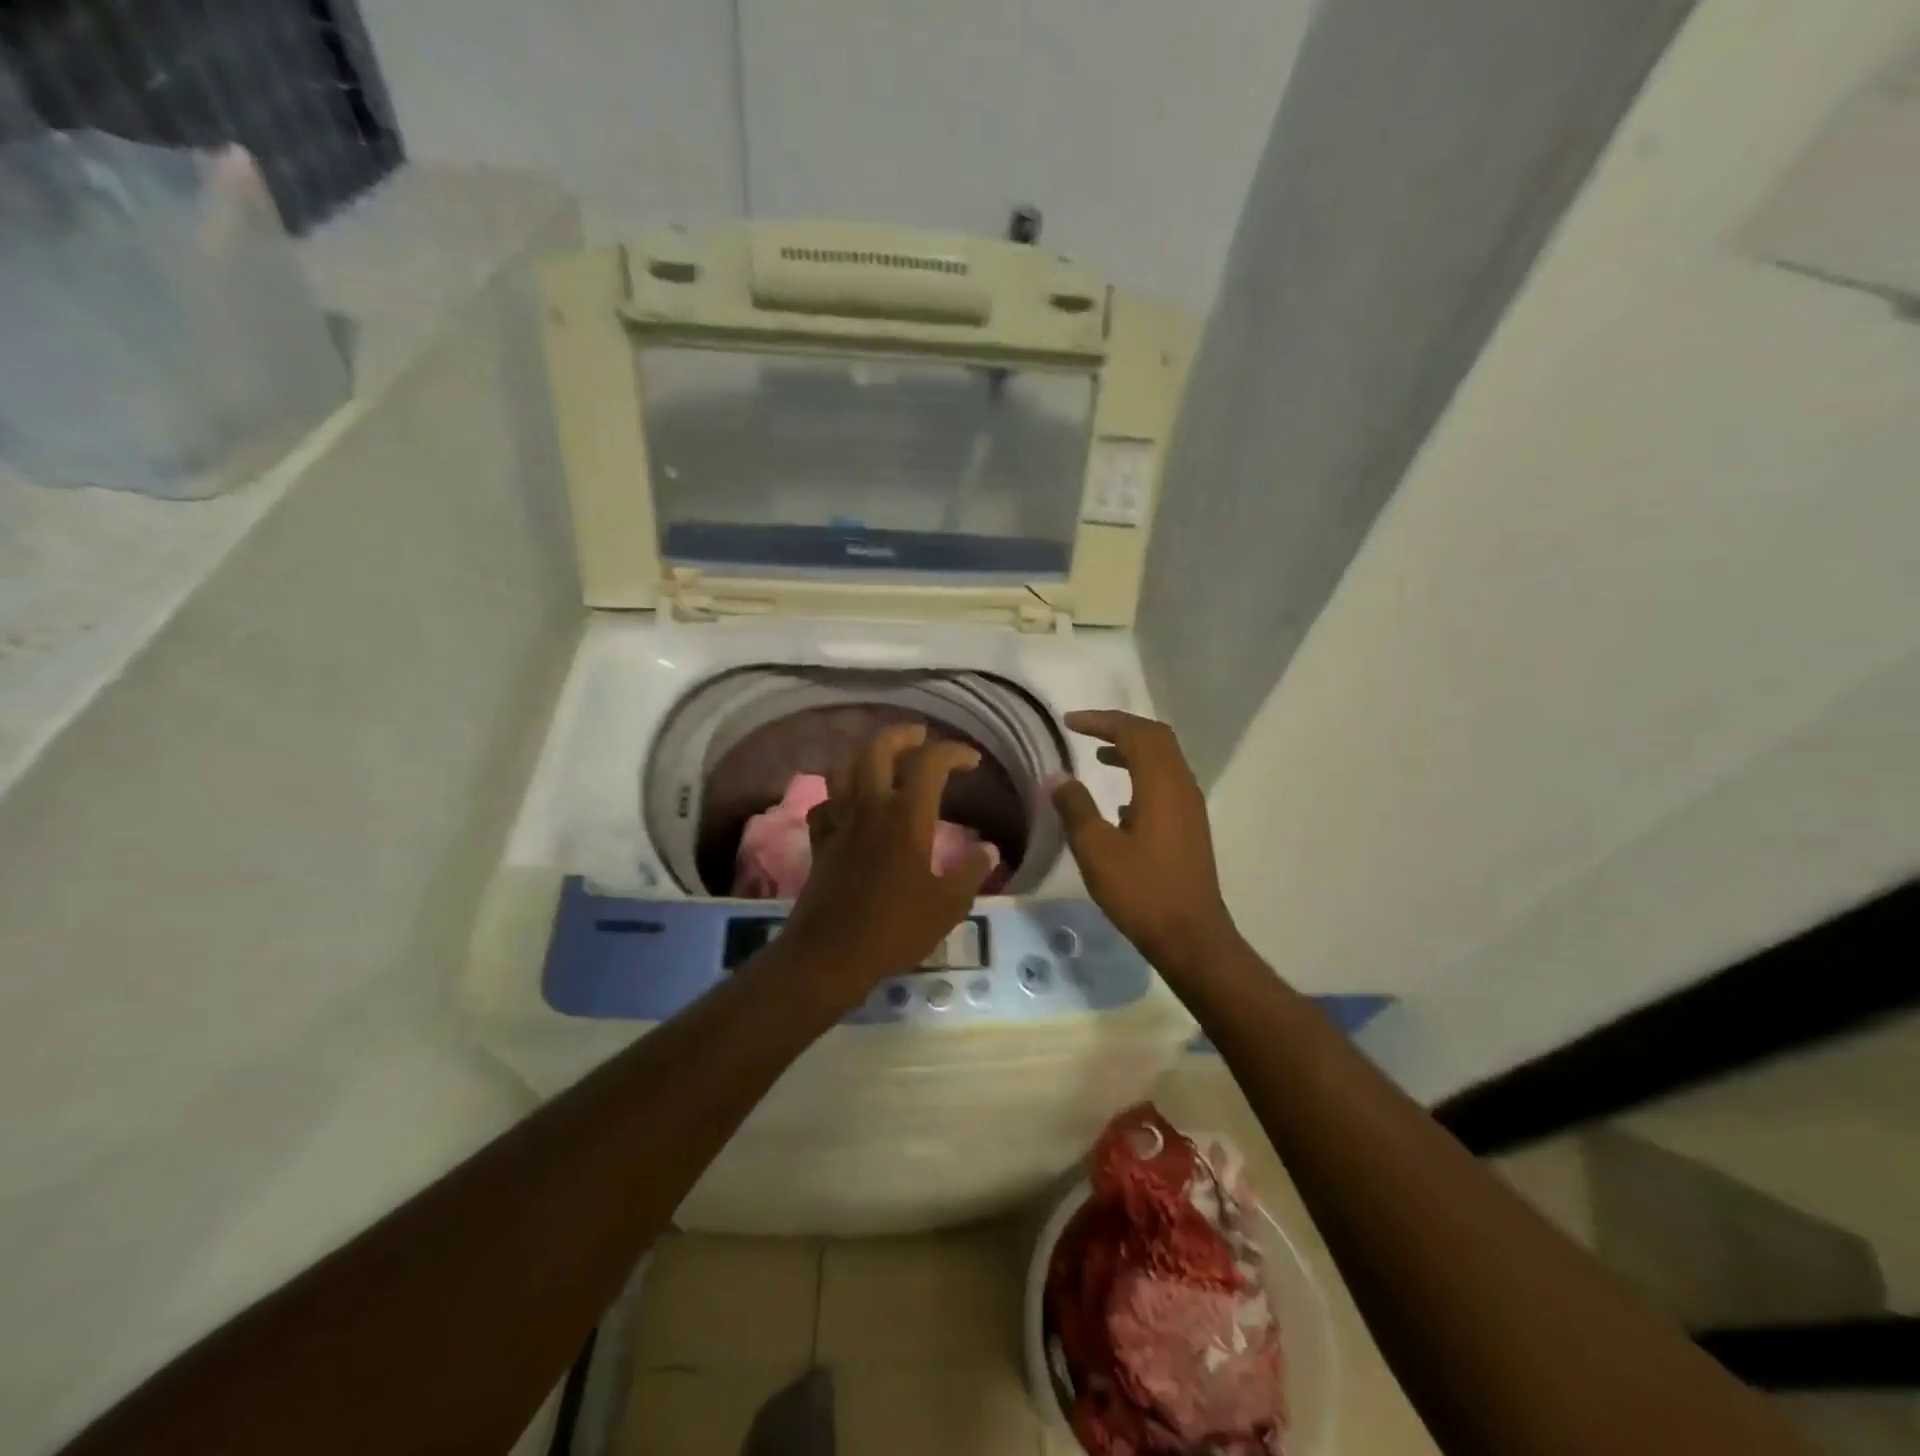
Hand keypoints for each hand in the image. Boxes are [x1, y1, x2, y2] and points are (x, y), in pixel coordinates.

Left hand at [779, 723, 996, 1002]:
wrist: (830, 955)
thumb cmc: (895, 928)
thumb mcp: (948, 905)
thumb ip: (971, 872)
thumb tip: (989, 849)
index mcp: (906, 815)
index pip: (930, 762)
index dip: (953, 752)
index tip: (971, 761)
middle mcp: (870, 807)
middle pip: (877, 749)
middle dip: (902, 735)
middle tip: (921, 737)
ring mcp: (840, 822)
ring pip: (844, 770)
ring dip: (865, 759)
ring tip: (884, 766)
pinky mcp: (819, 842)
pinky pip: (825, 805)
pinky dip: (838, 798)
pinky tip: (850, 808)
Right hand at [1049, 710, 1241, 974]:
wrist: (1191, 937)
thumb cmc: (1141, 891)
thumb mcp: (1096, 849)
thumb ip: (1075, 807)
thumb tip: (1057, 777)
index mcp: (1161, 784)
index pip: (1134, 732)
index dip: (1101, 721)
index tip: (1068, 722)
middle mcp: (1182, 786)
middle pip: (1155, 738)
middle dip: (1119, 727)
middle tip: (1085, 730)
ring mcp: (1190, 808)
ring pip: (1163, 760)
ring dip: (1132, 750)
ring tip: (1098, 756)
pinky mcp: (1190, 827)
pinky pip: (1166, 784)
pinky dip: (1141, 775)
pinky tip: (1120, 803)